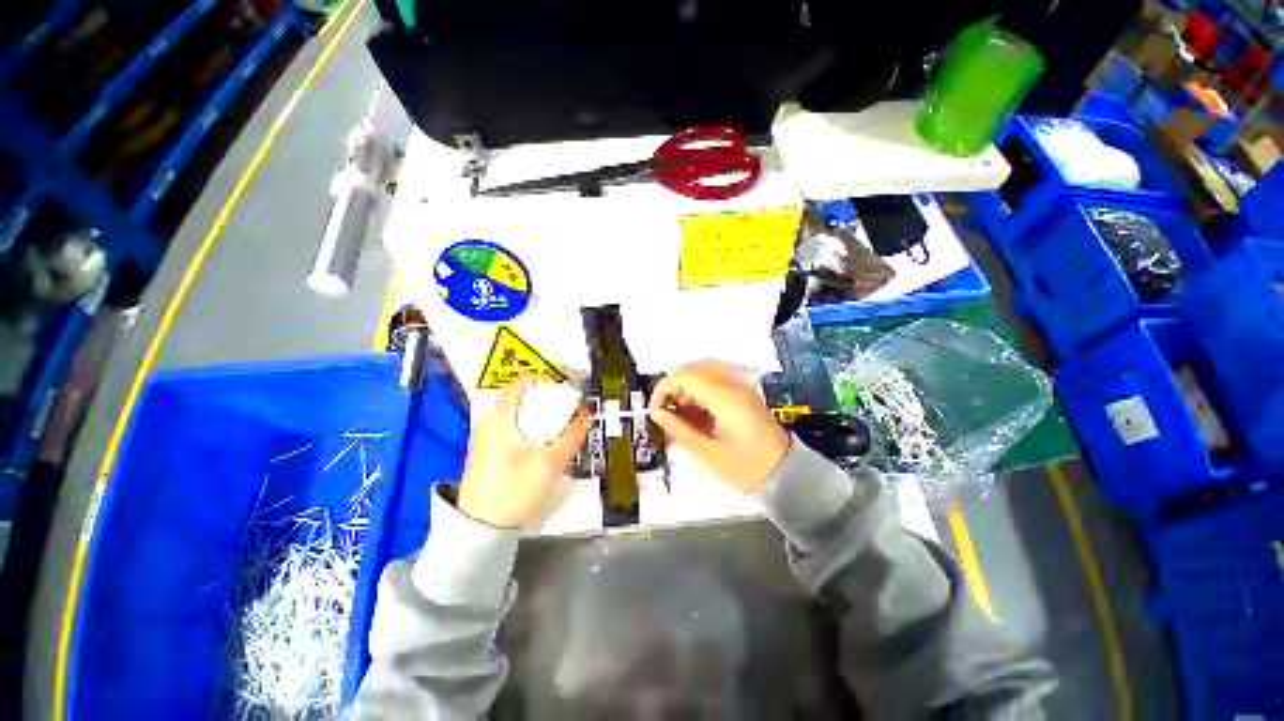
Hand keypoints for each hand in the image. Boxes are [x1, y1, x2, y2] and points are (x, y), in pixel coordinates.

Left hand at [457, 377, 590, 527]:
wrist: (481, 528)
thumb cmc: (514, 492)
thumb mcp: (551, 463)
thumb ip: (572, 436)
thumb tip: (586, 414)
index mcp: (499, 415)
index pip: (526, 380)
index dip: (550, 383)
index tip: (566, 397)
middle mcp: (488, 419)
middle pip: (524, 396)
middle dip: (548, 404)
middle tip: (567, 416)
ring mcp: (484, 434)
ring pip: (518, 413)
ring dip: (540, 418)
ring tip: (558, 432)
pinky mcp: (485, 449)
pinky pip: (511, 427)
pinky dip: (529, 428)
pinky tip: (541, 446)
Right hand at [648, 360, 790, 491]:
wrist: (785, 473)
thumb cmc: (745, 467)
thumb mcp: (707, 453)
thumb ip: (679, 429)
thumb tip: (657, 414)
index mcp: (725, 397)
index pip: (684, 376)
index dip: (663, 389)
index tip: (655, 411)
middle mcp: (733, 383)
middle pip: (692, 369)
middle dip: (673, 387)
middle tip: (666, 412)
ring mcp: (741, 385)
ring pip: (702, 371)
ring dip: (685, 387)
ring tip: (679, 413)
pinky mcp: (743, 391)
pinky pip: (714, 379)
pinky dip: (698, 389)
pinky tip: (695, 410)